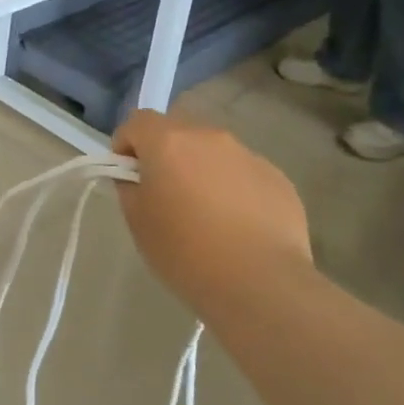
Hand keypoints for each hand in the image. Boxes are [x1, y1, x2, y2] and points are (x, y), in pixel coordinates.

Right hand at [112, 109, 312, 321]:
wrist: (261, 283)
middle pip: (178, 132)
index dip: (126, 144)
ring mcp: (248, 155)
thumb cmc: (186, 252)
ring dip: (201, 171)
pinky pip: (243, 174)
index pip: (137, 121)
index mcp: (169, 142)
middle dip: (165, 155)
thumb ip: (130, 187)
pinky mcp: (277, 178)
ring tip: (206, 215)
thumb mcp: (137, 221)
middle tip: (165, 196)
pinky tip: (237, 227)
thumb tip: (137, 176)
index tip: (127, 176)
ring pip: (213, 153)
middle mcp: (209, 137)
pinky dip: (233, 189)